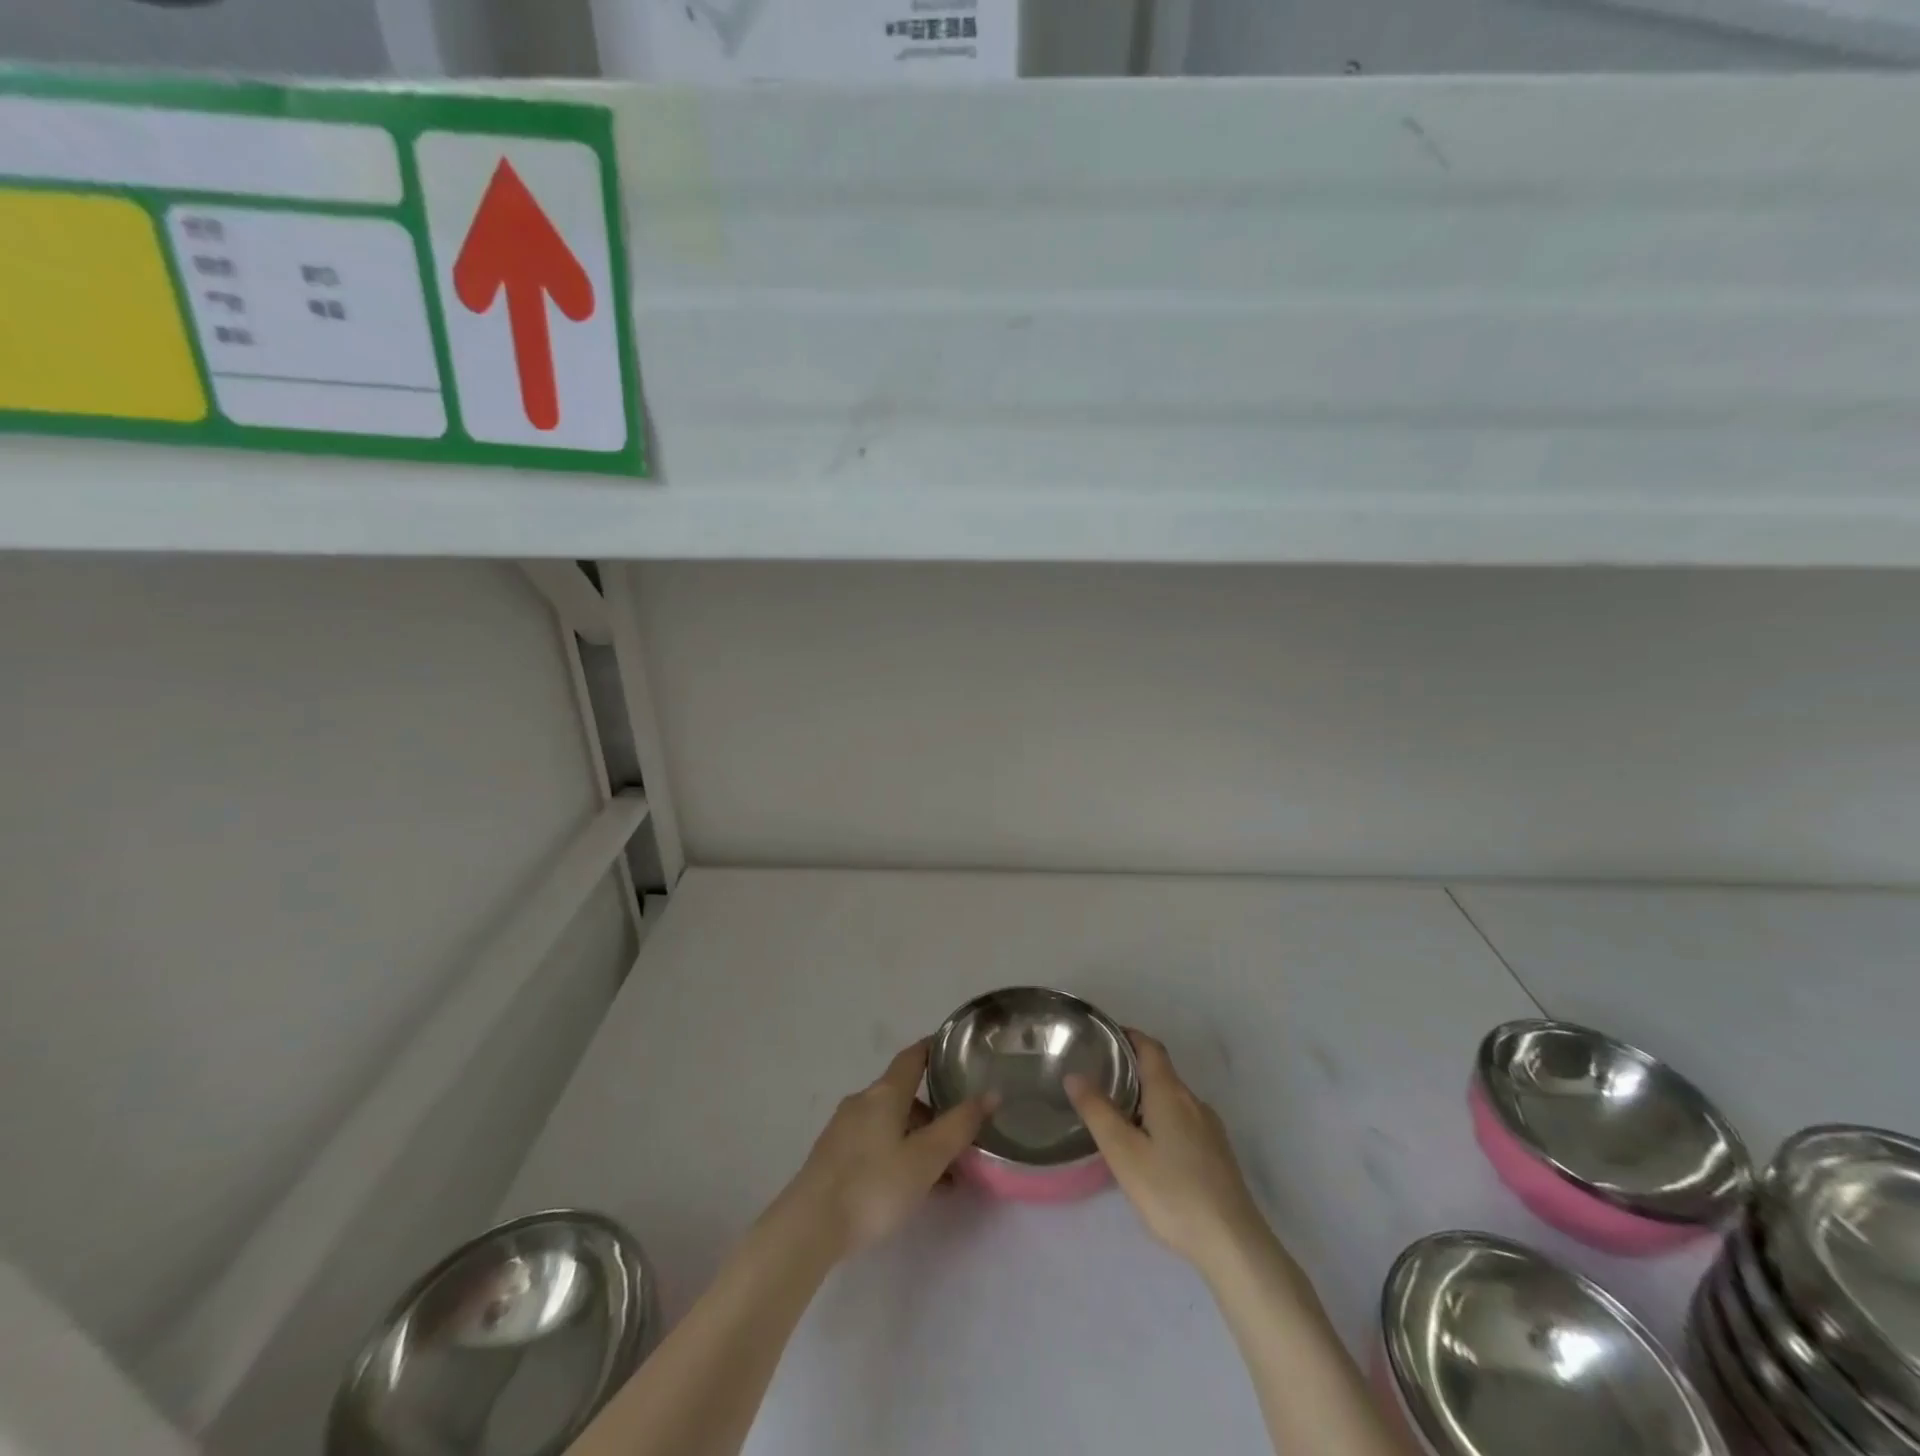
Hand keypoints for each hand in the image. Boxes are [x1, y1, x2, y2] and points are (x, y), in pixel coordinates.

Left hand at [782, 1039, 995, 1257]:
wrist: (809, 1227)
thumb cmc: (873, 1186)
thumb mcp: (926, 1159)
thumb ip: (959, 1126)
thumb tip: (991, 1093)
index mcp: (885, 1093)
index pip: (913, 1056)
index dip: (933, 1049)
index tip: (954, 1050)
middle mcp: (862, 1101)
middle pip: (903, 1093)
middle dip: (933, 1110)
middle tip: (960, 1133)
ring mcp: (843, 1128)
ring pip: (890, 1122)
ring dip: (917, 1138)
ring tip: (942, 1173)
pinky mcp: (832, 1156)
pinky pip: (874, 1142)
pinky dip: (897, 1153)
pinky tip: (909, 1187)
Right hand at [1066, 1030, 1268, 1271]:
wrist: (1233, 1243)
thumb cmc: (1172, 1192)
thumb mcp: (1124, 1153)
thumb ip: (1097, 1111)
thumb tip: (1074, 1074)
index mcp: (1170, 1092)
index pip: (1150, 1047)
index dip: (1128, 1036)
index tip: (1103, 1037)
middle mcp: (1193, 1101)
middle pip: (1162, 1072)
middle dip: (1133, 1069)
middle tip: (1100, 1079)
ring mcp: (1210, 1128)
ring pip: (1173, 1099)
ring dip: (1148, 1096)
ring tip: (1119, 1115)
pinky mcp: (1218, 1153)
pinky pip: (1184, 1120)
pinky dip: (1163, 1118)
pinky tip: (1151, 1148)